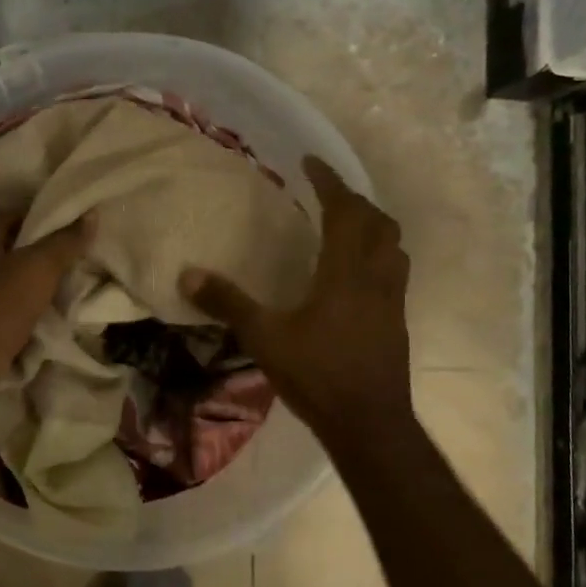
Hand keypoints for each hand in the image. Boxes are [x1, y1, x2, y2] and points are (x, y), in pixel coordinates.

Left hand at [0, 211, 92, 426]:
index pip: (4, 218)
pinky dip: (26, 323)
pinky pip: (7, 323)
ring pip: (6, 290)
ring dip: (31, 291)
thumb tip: (91, 214)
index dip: (30, 214)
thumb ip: (63, 243)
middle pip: (5, 254)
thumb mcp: (37, 268)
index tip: (61, 219)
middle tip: (72, 256)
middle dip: (35, 255)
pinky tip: (49, 326)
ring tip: (68, 291)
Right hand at [180, 156, 411, 439]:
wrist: (369, 423)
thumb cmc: (317, 375)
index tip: (310, 163)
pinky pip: (394, 271)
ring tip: (346, 225)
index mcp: (346, 272)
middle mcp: (376, 277)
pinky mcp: (397, 321)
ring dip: (372, 226)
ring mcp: (392, 300)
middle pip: (377, 222)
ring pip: (393, 246)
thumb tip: (188, 274)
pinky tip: (356, 273)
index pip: (344, 211)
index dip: (329, 182)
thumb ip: (227, 303)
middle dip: (353, 200)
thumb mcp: (263, 338)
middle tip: (326, 194)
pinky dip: (378, 254)